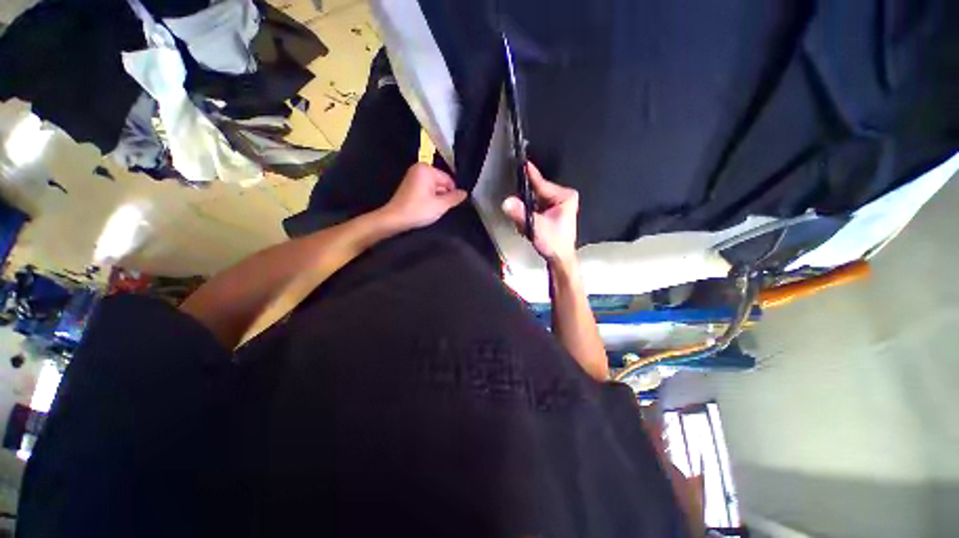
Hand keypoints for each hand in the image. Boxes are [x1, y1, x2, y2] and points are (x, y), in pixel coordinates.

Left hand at [382, 163, 467, 230]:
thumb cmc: (418, 210)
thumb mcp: (441, 205)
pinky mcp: (410, 186)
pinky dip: (430, 198)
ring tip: (435, 209)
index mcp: (427, 169)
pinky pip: (426, 190)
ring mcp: (413, 177)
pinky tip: (429, 208)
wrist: (395, 219)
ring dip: (437, 198)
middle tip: (443, 208)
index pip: (449, 179)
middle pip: (441, 182)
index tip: (453, 204)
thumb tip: (465, 193)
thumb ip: (455, 198)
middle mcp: (419, 169)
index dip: (453, 192)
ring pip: (434, 187)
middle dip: (444, 195)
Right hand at [502, 162, 578, 264]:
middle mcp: (561, 197)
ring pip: (533, 201)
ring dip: (525, 211)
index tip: (521, 162)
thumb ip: (521, 214)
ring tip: (525, 226)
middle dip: (524, 203)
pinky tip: (528, 227)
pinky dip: (528, 216)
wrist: (559, 259)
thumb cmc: (554, 243)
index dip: (529, 175)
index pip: (541, 184)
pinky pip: (534, 208)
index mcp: (564, 196)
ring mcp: (556, 205)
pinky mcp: (550, 212)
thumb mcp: (536, 227)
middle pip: (536, 192)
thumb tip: (507, 202)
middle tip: (519, 215)